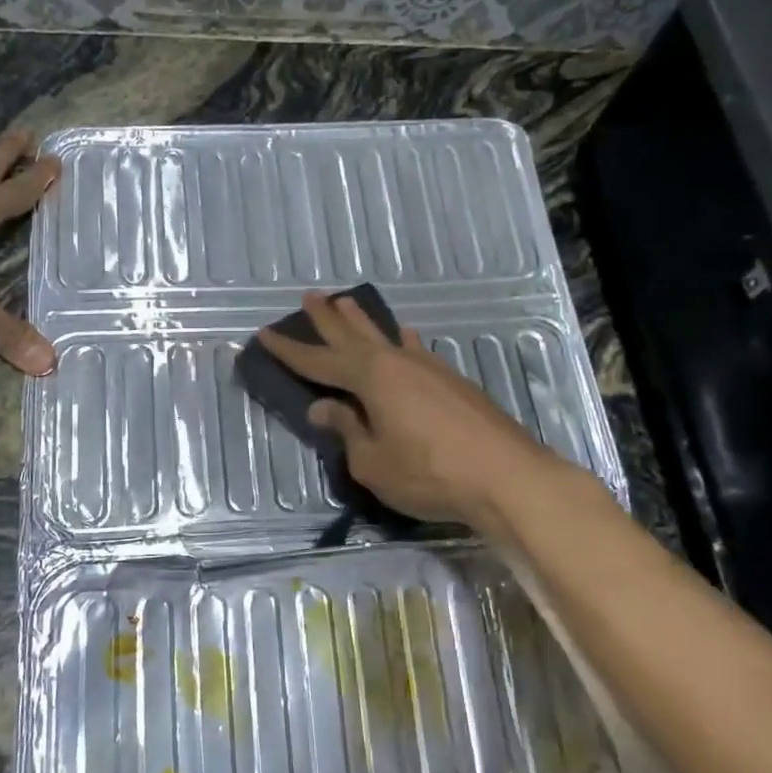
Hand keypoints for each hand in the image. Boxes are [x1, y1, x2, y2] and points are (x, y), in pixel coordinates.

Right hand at [256, 292, 559, 528]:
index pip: (319, 362)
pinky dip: (401, 341)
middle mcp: (398, 362)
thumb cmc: (429, 473)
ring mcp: (429, 369)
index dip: (290, 351)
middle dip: (327, 318)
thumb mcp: (373, 461)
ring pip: (386, 336)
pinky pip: (415, 350)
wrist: (507, 476)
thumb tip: (323, 409)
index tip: (265, 334)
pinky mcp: (453, 382)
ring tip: (347, 302)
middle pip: (353, 335)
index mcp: (372, 378)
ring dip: (363, 321)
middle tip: (309, 296)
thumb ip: (347, 431)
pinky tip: (405, 338)